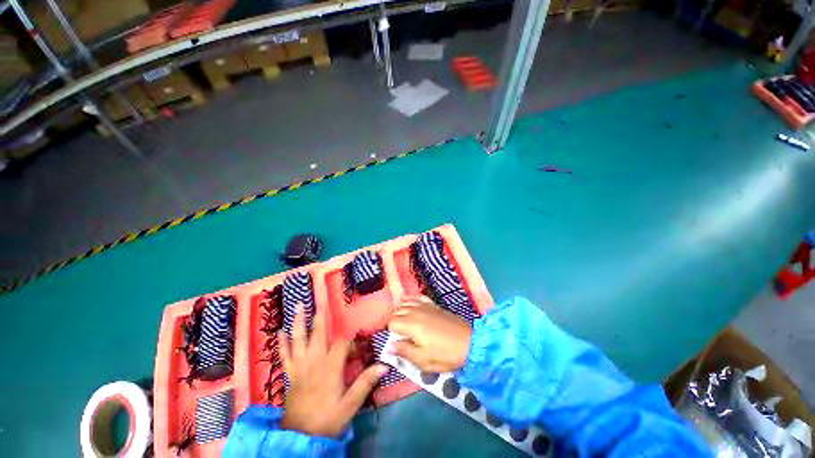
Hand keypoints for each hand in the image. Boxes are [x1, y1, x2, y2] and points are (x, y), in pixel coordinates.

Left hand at [279, 305, 385, 437]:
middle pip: (318, 332)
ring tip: (298, 305)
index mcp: (330, 367)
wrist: (300, 437)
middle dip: (320, 314)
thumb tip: (384, 364)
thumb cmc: (327, 419)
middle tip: (320, 297)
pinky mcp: (290, 374)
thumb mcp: (350, 404)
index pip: (342, 343)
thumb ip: (365, 382)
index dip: (351, 341)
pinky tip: (279, 332)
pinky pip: (284, 355)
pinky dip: (282, 343)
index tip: (359, 348)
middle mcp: (314, 361)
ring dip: (298, 321)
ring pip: (298, 339)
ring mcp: (300, 366)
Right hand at [387, 296, 472, 371]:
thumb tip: (389, 346)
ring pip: (405, 302)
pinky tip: (407, 302)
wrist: (469, 343)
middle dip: (389, 319)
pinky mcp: (433, 305)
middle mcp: (416, 311)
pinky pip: (417, 297)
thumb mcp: (423, 360)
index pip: (391, 323)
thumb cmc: (445, 354)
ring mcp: (425, 306)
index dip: (385, 329)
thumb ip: (404, 351)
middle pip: (396, 311)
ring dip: (397, 309)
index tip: (381, 335)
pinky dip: (409, 299)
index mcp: (411, 324)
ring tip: (394, 317)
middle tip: (386, 329)